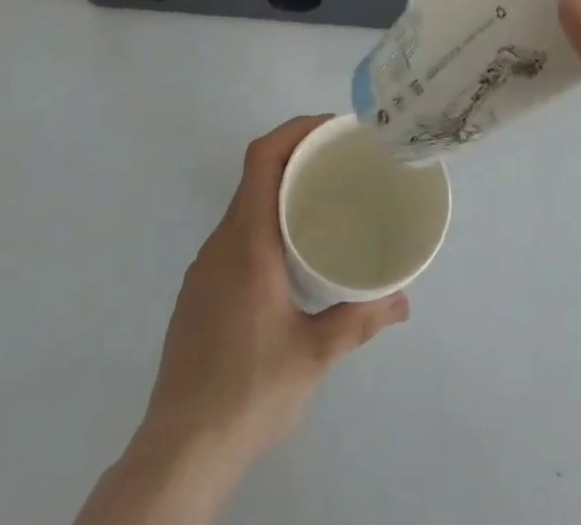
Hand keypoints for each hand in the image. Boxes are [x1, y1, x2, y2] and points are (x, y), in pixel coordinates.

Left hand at [138, 116, 408, 471]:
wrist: (179, 452)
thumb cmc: (248, 391)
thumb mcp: (314, 354)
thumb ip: (359, 320)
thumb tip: (402, 301)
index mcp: (246, 241)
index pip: (261, 158)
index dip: (294, 130)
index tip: (331, 128)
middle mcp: (220, 243)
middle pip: (254, 176)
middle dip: (296, 157)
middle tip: (339, 164)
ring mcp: (203, 268)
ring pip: (243, 208)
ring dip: (278, 192)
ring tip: (320, 205)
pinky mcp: (197, 293)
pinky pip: (234, 236)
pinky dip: (262, 224)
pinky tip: (287, 257)